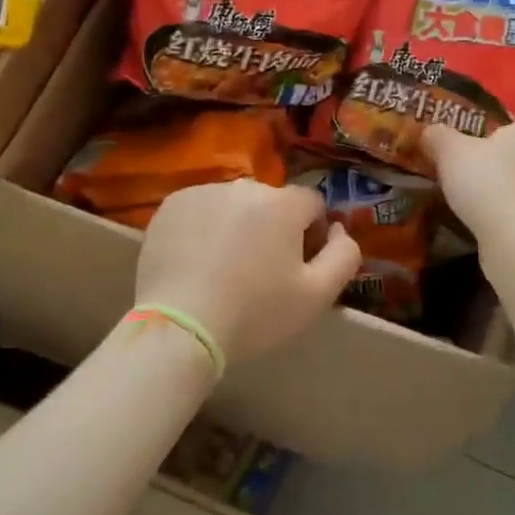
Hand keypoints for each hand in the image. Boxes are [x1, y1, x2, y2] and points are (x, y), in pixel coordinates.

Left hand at [135, 180, 362, 365]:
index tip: (299, 267)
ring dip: (237, 226)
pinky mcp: (170, 206)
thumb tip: (339, 229)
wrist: (179, 328)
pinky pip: (200, 210)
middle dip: (273, 228)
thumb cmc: (255, 314)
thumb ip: (344, 255)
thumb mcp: (318, 295)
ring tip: (224, 269)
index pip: (312, 204)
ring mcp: (202, 192)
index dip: (312, 234)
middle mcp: (244, 187)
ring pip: (233, 205)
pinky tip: (197, 263)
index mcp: (283, 203)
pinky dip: (203, 229)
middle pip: (271, 203)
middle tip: (260, 272)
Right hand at [422, 120, 514, 246]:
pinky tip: (473, 217)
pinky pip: (511, 211)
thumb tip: (429, 131)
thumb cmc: (485, 180)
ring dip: (496, 188)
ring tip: (465, 192)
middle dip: (498, 159)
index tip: (496, 134)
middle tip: (469, 162)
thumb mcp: (451, 151)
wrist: (512, 236)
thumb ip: (439, 137)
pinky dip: (495, 213)